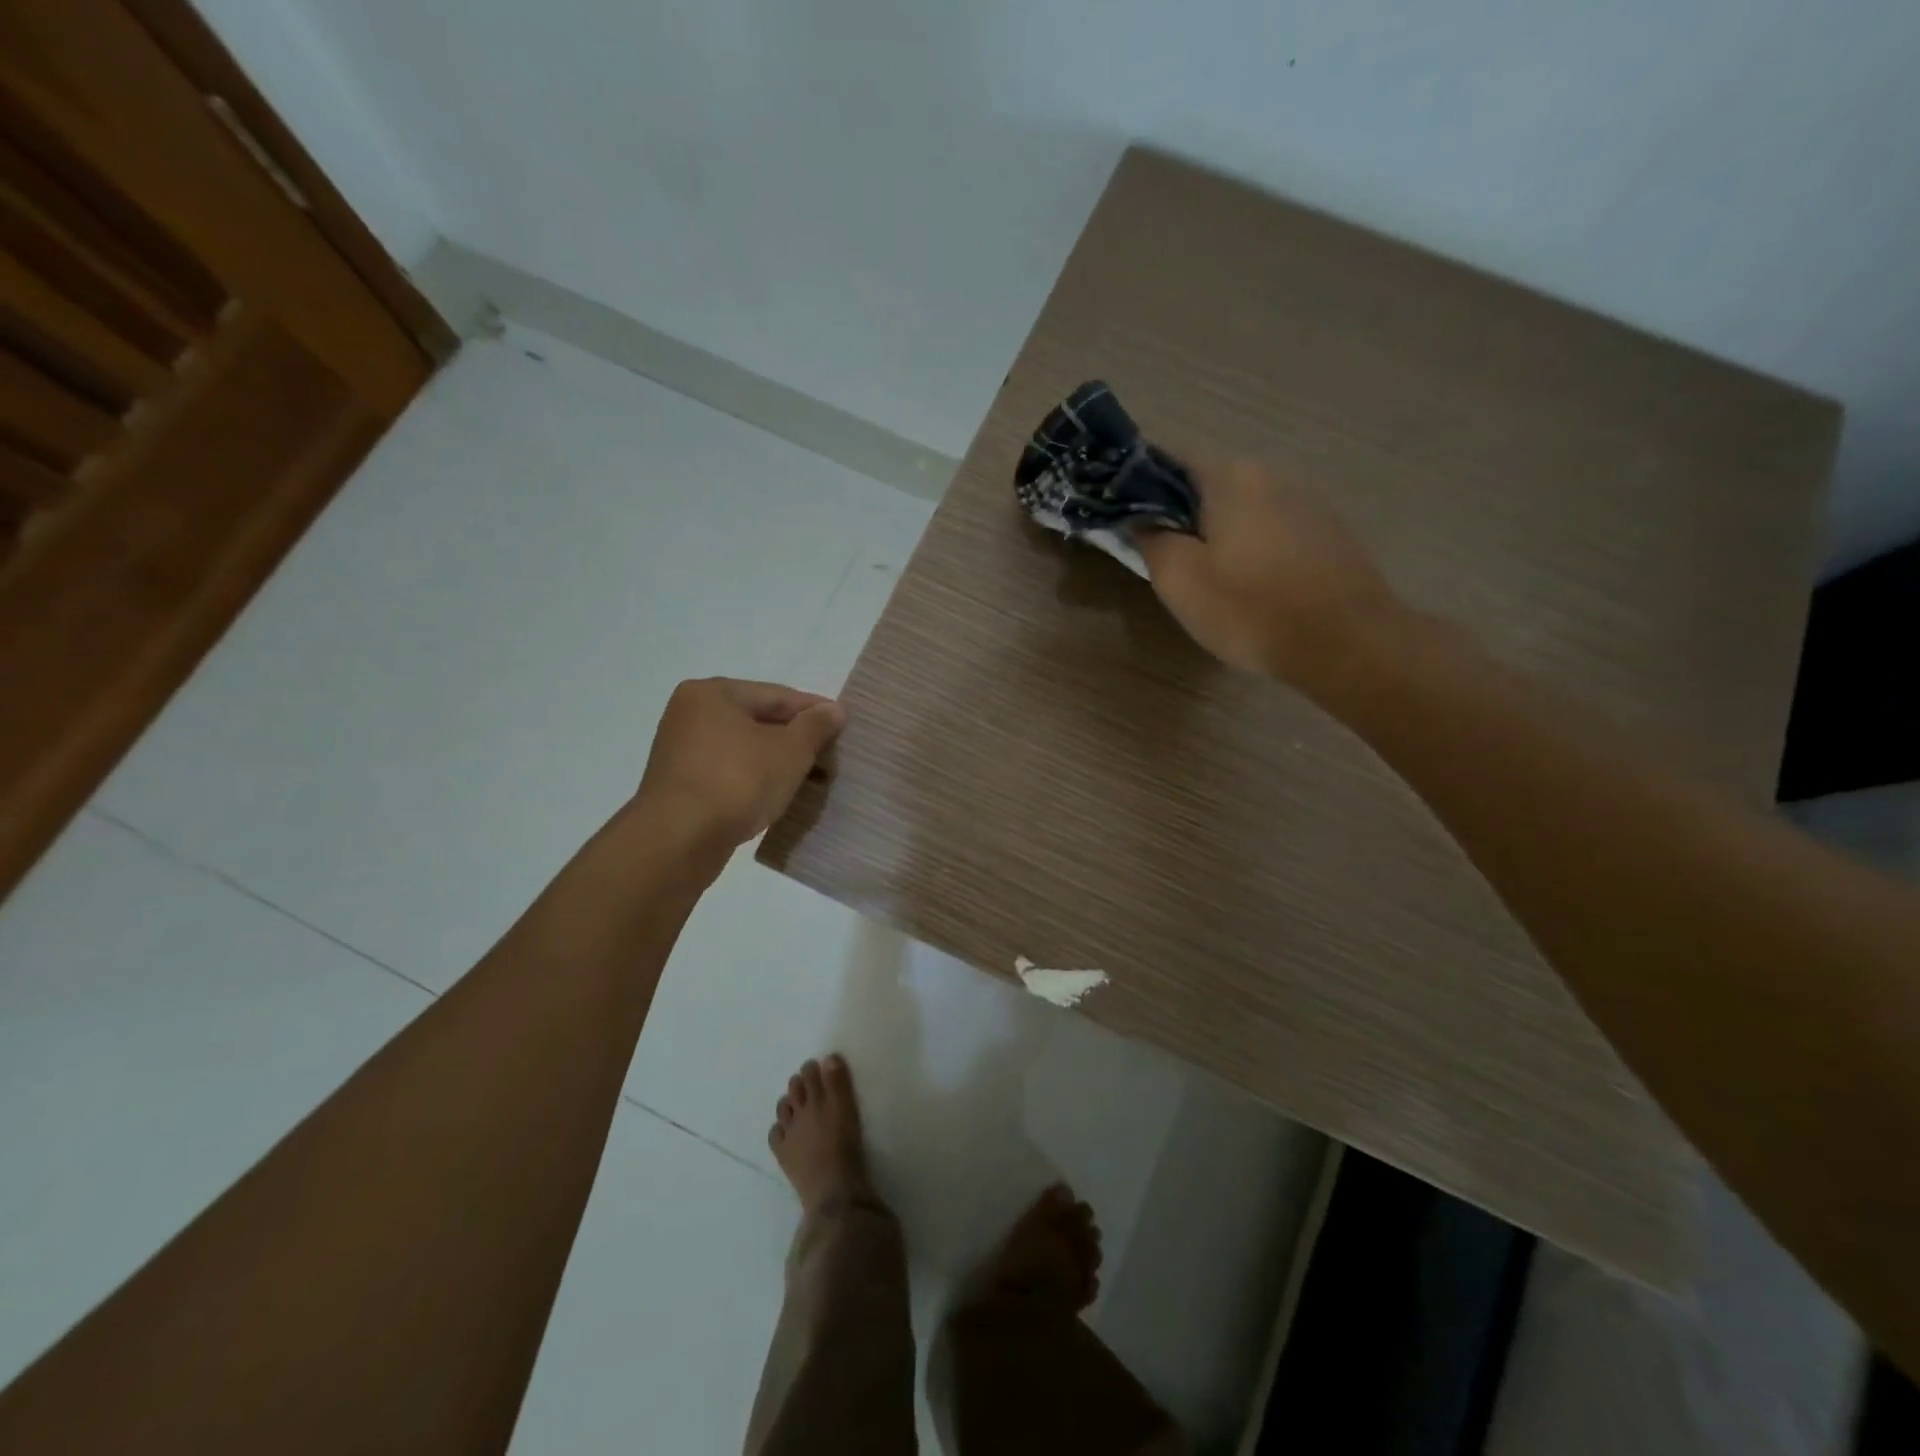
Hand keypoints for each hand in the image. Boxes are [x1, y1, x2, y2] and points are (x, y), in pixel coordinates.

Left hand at [636, 678, 845, 846]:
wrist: (678, 841)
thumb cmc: (737, 781)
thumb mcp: (790, 751)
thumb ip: (815, 727)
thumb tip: (834, 710)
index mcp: (713, 693)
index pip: (777, 695)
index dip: (814, 711)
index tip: (844, 726)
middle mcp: (691, 714)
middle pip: (759, 721)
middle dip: (796, 739)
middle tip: (831, 756)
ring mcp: (681, 751)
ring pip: (745, 750)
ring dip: (777, 762)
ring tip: (812, 780)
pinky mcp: (680, 785)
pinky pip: (729, 773)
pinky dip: (755, 780)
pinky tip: (777, 796)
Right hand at [1136, 458, 1403, 689]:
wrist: (1347, 643)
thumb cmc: (1251, 609)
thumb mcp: (1179, 580)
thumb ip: (1151, 540)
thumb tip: (1141, 519)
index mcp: (1230, 477)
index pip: (1172, 456)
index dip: (1141, 480)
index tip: (1125, 511)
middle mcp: (1271, 475)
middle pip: (1210, 481)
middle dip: (1180, 509)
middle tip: (1161, 551)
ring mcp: (1307, 502)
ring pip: (1244, 506)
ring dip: (1218, 529)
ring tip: (1205, 572)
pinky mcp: (1329, 532)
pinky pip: (1273, 527)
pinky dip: (1251, 544)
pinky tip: (1249, 582)